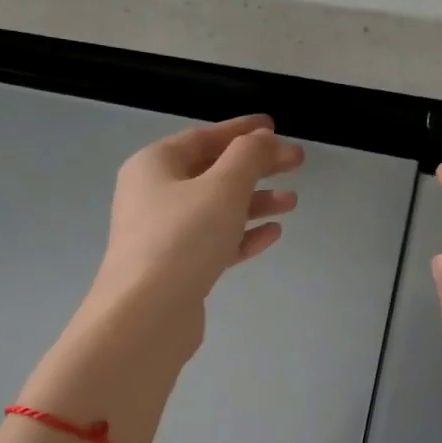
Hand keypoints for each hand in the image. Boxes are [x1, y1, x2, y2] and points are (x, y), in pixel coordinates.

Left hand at [83, 115, 303, 358]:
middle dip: (255, 168)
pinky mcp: (176, 270)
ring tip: (292, 203)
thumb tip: (263, 139)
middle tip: (295, 164)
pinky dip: (242, 235)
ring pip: (215, 210)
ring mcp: (162, 236)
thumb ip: (249, 156)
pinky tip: (271, 234)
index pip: (203, 138)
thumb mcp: (223, 187)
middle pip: (211, 173)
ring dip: (254, 203)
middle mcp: (153, 196)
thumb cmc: (182, 239)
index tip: (276, 127)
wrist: (146, 315)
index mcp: (154, 166)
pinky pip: (214, 243)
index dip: (242, 131)